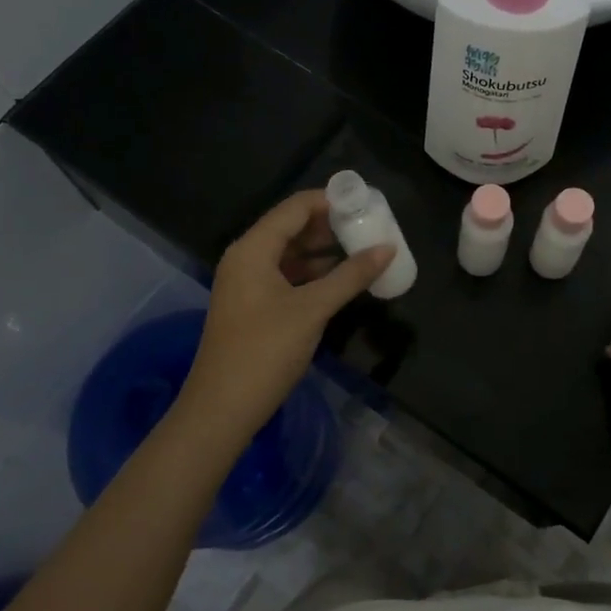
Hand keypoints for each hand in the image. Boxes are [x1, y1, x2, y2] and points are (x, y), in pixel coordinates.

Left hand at [180, 190, 392, 435]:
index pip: (295, 208)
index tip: (367, 204)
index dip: (331, 201)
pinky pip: (286, 275)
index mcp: (252, 249)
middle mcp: (246, 258)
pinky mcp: (253, 306)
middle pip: (291, 227)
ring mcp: (247, 283)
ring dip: (324, 250)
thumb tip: (388, 248)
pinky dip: (313, 273)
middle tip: (370, 226)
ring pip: (290, 253)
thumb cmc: (265, 351)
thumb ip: (351, 276)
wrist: (222, 409)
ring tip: (363, 249)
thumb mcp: (313, 309)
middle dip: (330, 225)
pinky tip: (341, 279)